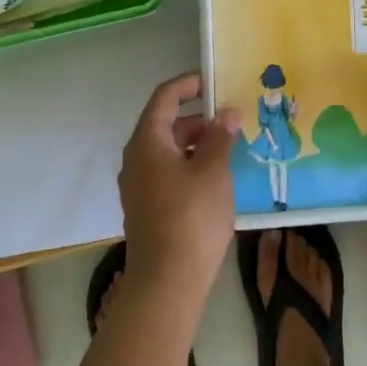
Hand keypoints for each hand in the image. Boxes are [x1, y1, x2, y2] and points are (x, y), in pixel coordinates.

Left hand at [118, 74, 240, 310]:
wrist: (166, 283)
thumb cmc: (191, 217)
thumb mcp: (213, 171)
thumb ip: (220, 137)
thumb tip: (228, 113)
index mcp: (147, 141)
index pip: (164, 97)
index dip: (188, 85)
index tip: (213, 82)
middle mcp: (136, 158)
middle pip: (165, 124)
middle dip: (198, 118)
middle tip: (231, 120)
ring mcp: (138, 186)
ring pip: (167, 150)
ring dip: (195, 143)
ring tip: (228, 149)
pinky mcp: (146, 208)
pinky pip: (167, 172)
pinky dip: (189, 165)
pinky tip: (214, 179)